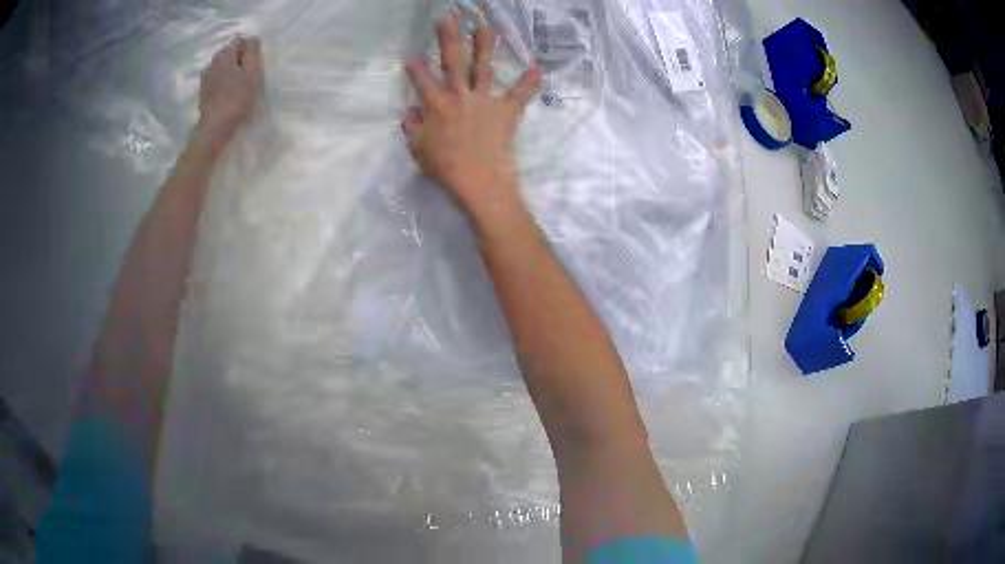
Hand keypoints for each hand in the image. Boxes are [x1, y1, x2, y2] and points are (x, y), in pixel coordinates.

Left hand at [198, 37, 263, 146]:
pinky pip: (216, 80)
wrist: (216, 127)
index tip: (256, 62)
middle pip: (229, 53)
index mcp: (225, 55)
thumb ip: (252, 51)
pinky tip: (228, 92)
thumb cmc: (238, 98)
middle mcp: (213, 62)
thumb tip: (252, 39)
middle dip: (239, 59)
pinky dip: (223, 82)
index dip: (250, 49)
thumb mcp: (252, 71)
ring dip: (231, 70)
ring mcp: (206, 78)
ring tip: (239, 83)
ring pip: (222, 67)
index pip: (240, 41)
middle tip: (249, 73)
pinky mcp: (204, 93)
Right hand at [403, 16, 541, 216]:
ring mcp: (485, 100)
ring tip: (486, 27)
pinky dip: (529, 83)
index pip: (421, 80)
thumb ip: (412, 128)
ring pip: (483, 67)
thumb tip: (409, 114)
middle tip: (448, 18)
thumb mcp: (418, 149)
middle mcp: (460, 95)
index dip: (415, 68)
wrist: (479, 180)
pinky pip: (519, 95)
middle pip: (452, 61)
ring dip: (484, 45)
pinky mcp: (506, 111)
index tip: (411, 56)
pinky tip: (538, 70)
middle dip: (449, 37)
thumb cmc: (445, 167)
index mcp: (436, 104)